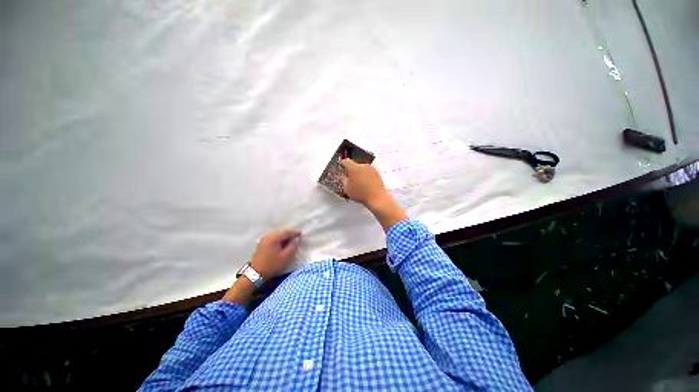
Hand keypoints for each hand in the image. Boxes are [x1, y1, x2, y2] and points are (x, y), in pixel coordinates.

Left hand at [250, 229, 300, 279]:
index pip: (287, 232)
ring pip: (277, 235)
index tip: (301, 234)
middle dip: (289, 234)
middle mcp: (268, 235)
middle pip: (282, 232)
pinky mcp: (262, 244)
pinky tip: (282, 244)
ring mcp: (264, 239)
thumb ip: (293, 246)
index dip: (295, 233)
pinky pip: (273, 238)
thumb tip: (296, 240)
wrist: (256, 273)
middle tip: (297, 237)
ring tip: (290, 241)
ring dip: (284, 237)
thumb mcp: (286, 256)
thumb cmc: (273, 264)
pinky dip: (279, 240)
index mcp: (274, 237)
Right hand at [340, 158, 390, 207]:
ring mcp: (371, 169)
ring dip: (360, 173)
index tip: (341, 166)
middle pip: (355, 165)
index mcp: (353, 167)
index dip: (342, 164)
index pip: (345, 161)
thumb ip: (343, 179)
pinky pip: (368, 172)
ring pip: (362, 168)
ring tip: (358, 183)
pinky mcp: (377, 173)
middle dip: (352, 170)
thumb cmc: (361, 194)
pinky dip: (366, 176)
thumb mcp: (346, 188)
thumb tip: (343, 176)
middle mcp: (363, 165)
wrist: (377, 198)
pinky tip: (365, 184)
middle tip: (350, 179)